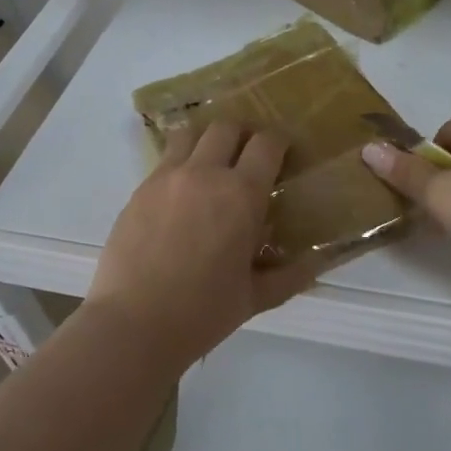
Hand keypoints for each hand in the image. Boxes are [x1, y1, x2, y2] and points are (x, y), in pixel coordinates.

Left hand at [88, 123, 319, 367]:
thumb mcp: (255, 298)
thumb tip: (317, 264)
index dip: (279, 141)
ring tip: (213, 163)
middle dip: (243, 134)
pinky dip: (180, 162)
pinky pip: (165, 159)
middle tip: (249, 156)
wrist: (133, 323)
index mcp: (241, 194)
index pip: (267, 143)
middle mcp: (204, 173)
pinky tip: (183, 191)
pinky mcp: (139, 189)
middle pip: (226, 127)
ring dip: (207, 140)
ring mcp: (166, 177)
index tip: (284, 152)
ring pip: (190, 133)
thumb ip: (289, 275)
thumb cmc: (202, 313)